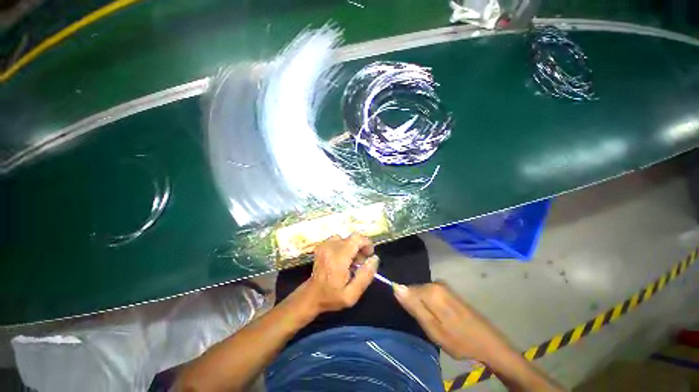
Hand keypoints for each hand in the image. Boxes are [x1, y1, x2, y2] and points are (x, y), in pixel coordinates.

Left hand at [300, 234, 377, 314]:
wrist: (312, 295)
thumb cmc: (332, 296)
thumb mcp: (352, 295)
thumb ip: (365, 276)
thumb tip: (374, 258)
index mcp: (338, 258)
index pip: (356, 239)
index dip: (366, 243)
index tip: (369, 255)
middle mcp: (330, 247)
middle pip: (352, 238)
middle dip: (360, 247)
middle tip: (360, 262)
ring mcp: (324, 245)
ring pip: (346, 238)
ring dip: (352, 247)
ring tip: (351, 261)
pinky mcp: (322, 245)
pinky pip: (338, 240)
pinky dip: (344, 246)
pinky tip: (342, 258)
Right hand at [394, 282, 513, 362]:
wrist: (488, 343)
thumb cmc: (459, 340)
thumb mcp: (432, 328)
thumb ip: (414, 306)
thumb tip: (396, 287)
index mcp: (431, 290)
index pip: (406, 290)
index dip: (407, 305)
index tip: (415, 319)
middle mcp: (436, 283)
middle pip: (415, 291)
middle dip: (415, 306)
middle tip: (426, 324)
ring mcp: (443, 286)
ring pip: (422, 294)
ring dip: (423, 307)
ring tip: (433, 323)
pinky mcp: (448, 291)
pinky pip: (430, 295)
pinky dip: (430, 306)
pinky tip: (439, 318)